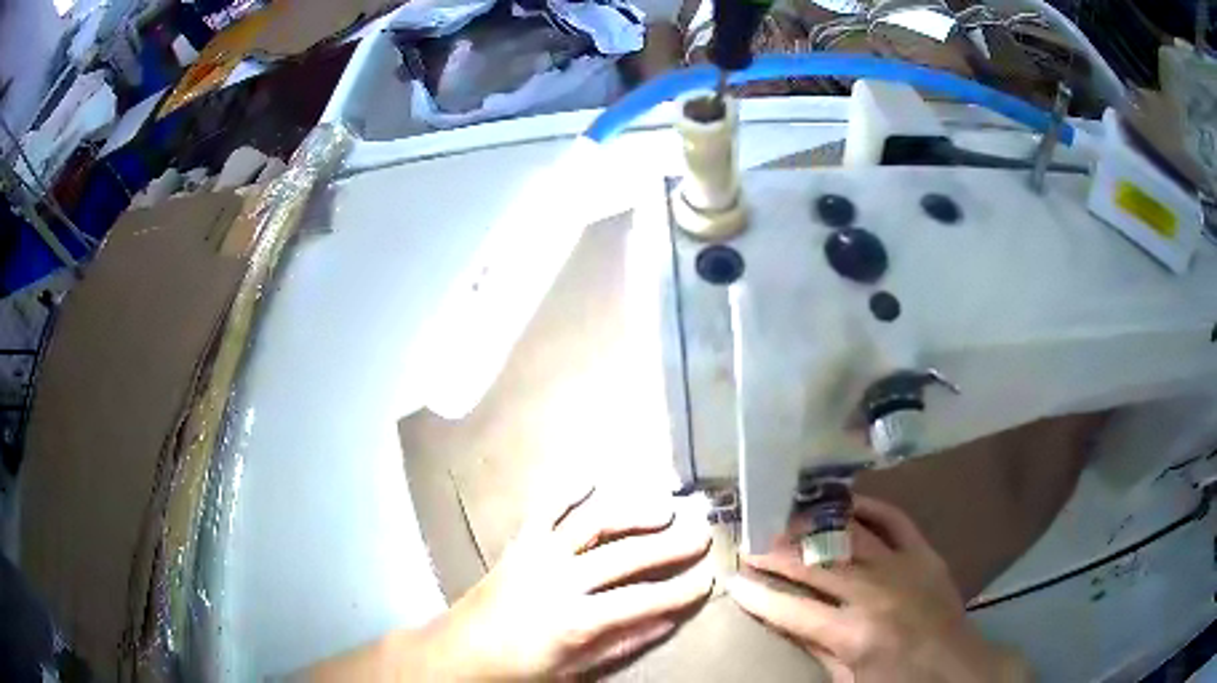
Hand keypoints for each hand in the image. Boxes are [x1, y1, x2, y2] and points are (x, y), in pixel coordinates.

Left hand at [414, 482, 713, 679]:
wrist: (460, 651)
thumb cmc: (520, 667)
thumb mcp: (576, 669)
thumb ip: (622, 644)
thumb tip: (667, 620)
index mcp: (573, 620)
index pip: (641, 601)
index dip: (679, 591)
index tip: (708, 580)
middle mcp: (558, 580)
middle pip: (624, 556)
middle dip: (669, 546)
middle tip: (701, 534)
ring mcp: (536, 555)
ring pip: (592, 523)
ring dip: (631, 511)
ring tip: (664, 508)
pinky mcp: (519, 543)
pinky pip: (545, 509)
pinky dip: (568, 491)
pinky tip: (592, 478)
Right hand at [728, 496, 1029, 682]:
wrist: (957, 667)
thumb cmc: (898, 682)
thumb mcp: (848, 680)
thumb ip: (816, 647)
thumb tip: (784, 617)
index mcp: (853, 634)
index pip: (790, 608)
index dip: (756, 593)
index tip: (731, 578)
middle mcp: (874, 593)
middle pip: (814, 565)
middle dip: (775, 552)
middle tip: (750, 542)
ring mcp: (902, 566)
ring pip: (848, 535)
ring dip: (813, 525)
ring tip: (787, 519)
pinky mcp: (924, 552)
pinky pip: (893, 518)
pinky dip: (867, 506)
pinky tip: (842, 503)